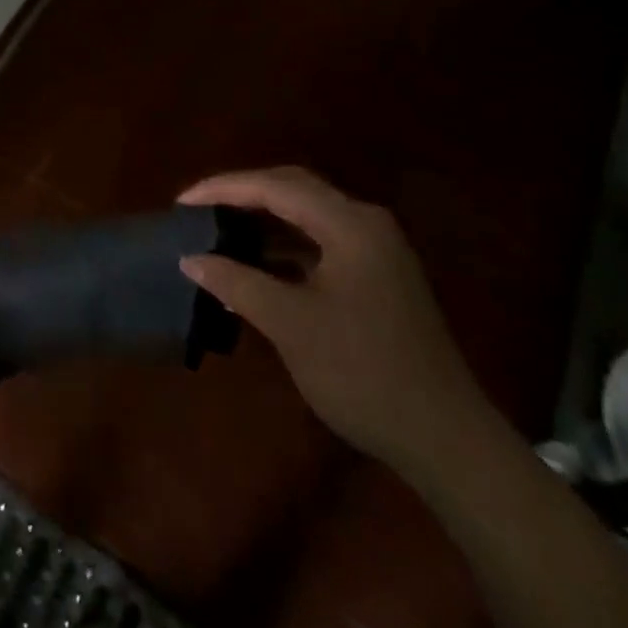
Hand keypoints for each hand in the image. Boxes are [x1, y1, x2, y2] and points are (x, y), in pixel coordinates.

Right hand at [178, 168, 493, 477]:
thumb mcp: (290, 326)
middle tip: (199, 208)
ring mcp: (376, 249)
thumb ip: (236, 283)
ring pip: (306, 213)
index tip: (182, 202)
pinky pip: (319, 239)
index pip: (274, 187)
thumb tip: (190, 259)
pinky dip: (283, 243)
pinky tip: (255, 261)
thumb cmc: (363, 373)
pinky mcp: (376, 274)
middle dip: (242, 193)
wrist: (445, 439)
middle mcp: (365, 223)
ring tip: (218, 227)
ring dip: (262, 217)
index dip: (223, 189)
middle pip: (292, 188)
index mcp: (349, 225)